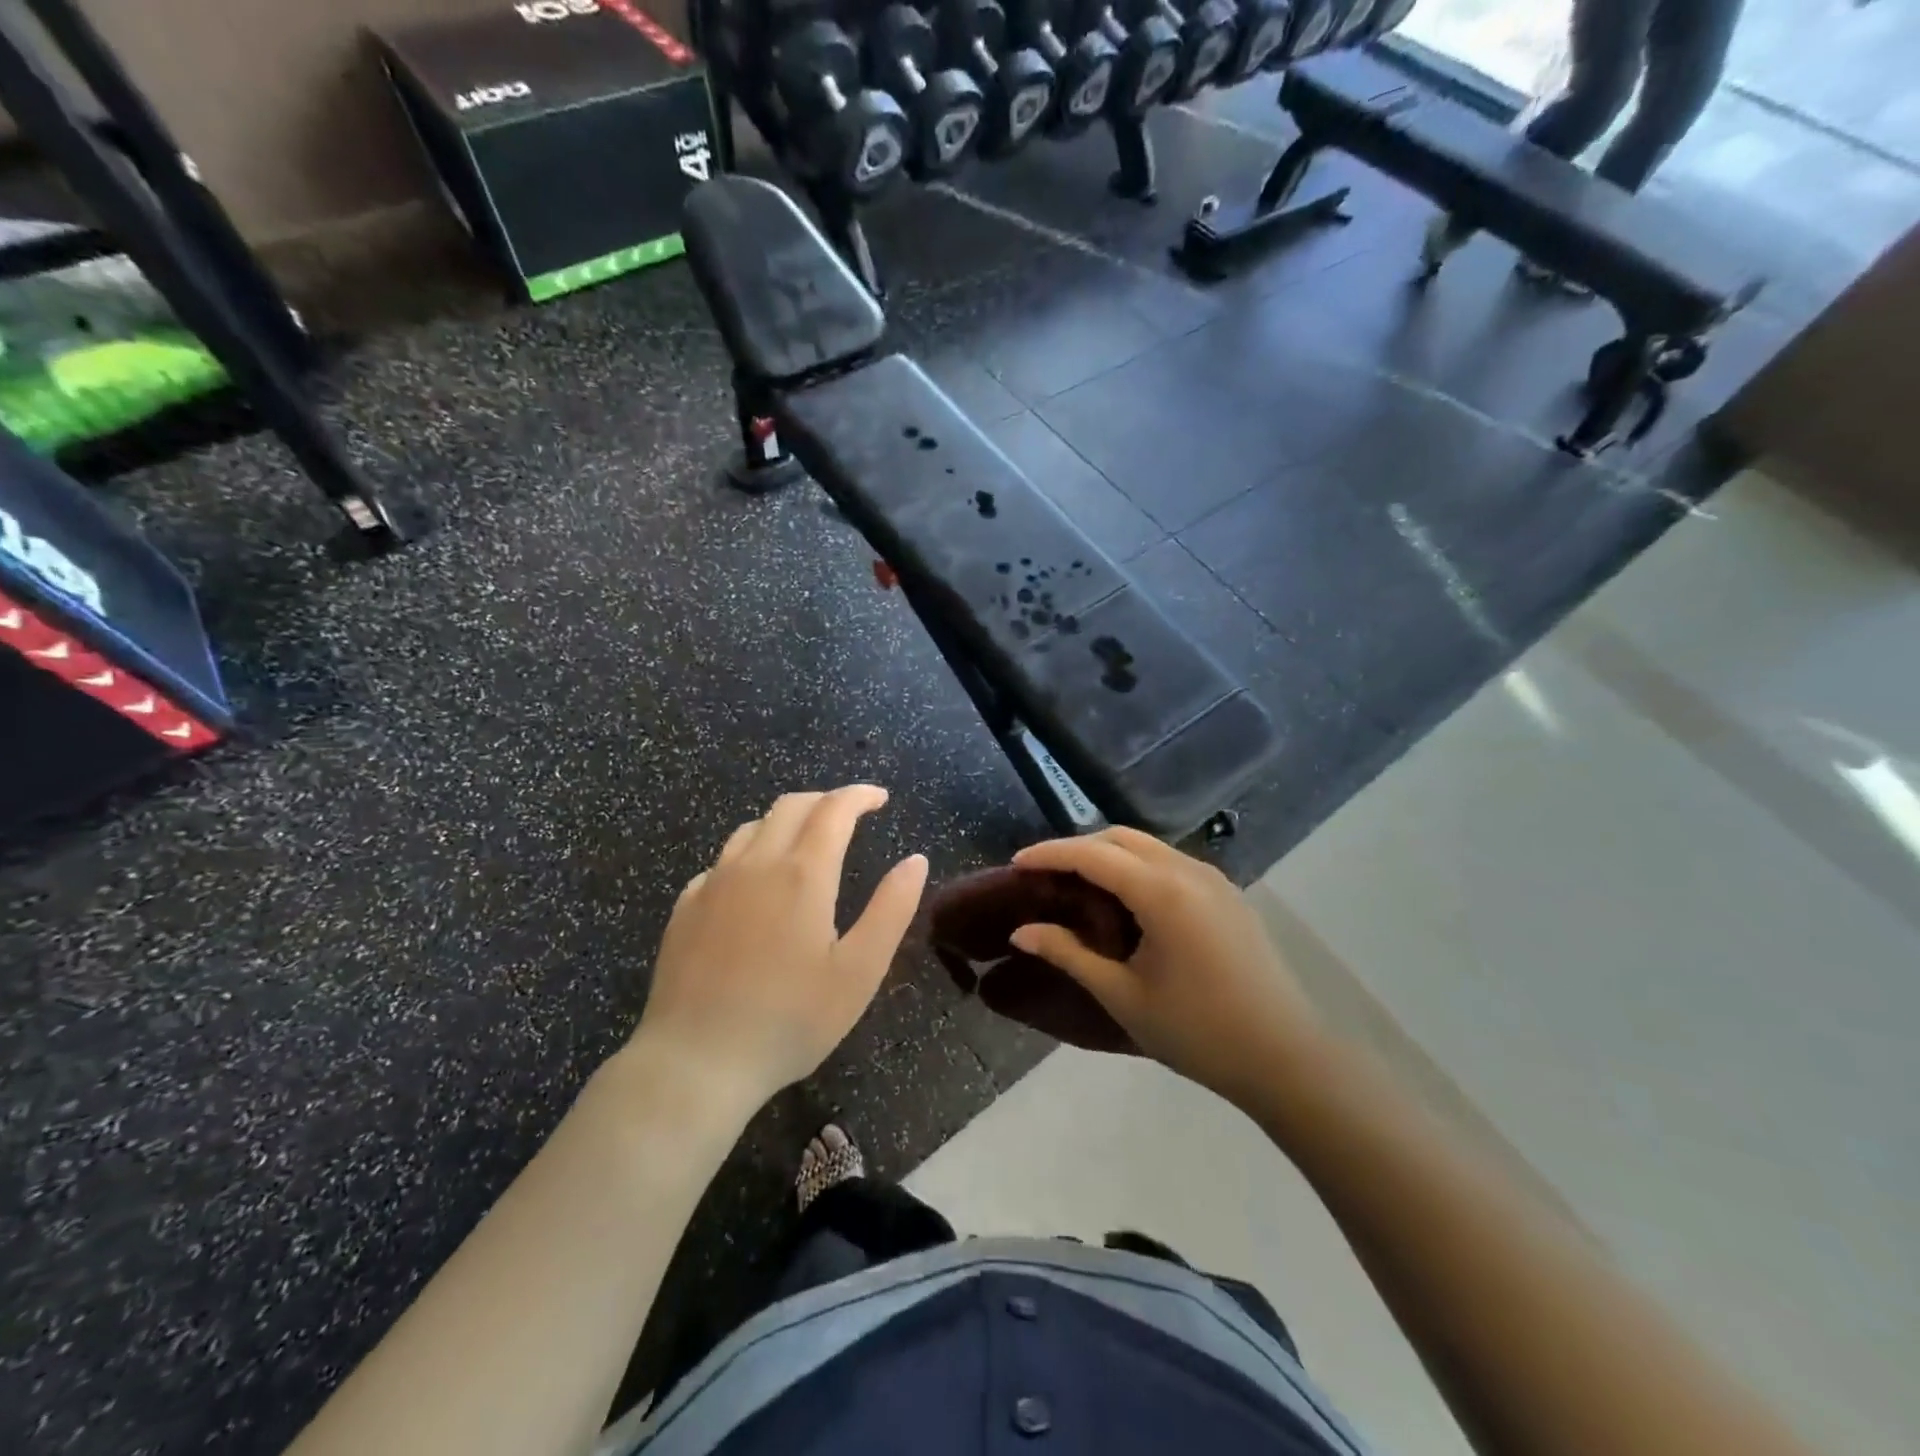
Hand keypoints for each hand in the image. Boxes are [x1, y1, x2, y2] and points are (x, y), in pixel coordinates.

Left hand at [631, 786, 927, 1115]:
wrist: (696, 1062)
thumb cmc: (790, 1020)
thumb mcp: (859, 972)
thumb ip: (892, 909)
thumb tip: (915, 860)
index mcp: (802, 874)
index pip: (834, 809)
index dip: (860, 795)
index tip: (880, 798)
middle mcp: (755, 864)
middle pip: (790, 806)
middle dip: (825, 801)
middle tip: (850, 816)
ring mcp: (713, 883)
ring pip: (752, 828)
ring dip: (786, 822)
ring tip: (806, 844)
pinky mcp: (685, 908)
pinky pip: (723, 861)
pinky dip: (751, 854)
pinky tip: (756, 885)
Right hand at [1009, 828, 1323, 1108]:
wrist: (1285, 1058)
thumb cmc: (1197, 1032)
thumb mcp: (1123, 995)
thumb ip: (1069, 954)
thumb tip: (1022, 931)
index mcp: (1162, 891)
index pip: (1093, 855)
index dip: (1050, 854)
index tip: (1016, 864)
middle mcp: (1188, 871)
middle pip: (1120, 838)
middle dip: (1077, 848)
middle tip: (1044, 875)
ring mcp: (1214, 879)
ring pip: (1148, 847)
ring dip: (1108, 855)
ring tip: (1078, 885)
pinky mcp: (1228, 895)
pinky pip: (1171, 864)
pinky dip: (1137, 867)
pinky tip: (1125, 900)